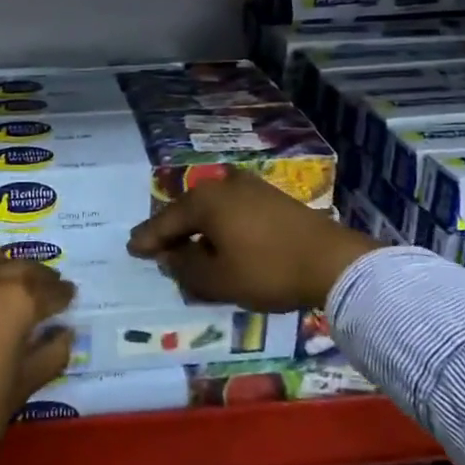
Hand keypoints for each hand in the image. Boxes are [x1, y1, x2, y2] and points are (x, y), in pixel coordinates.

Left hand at [0, 240, 75, 464]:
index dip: (63, 295)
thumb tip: (64, 332)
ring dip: (0, 262)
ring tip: (5, 280)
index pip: (49, 290)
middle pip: (19, 266)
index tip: (70, 297)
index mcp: (15, 301)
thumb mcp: (21, 390)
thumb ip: (49, 354)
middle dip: (37, 277)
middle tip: (45, 290)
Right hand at [127, 166, 378, 310]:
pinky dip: (218, 225)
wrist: (332, 261)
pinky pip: (230, 209)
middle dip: (171, 230)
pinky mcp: (270, 196)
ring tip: (185, 246)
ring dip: (196, 228)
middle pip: (187, 210)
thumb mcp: (218, 279)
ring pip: (210, 208)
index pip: (166, 221)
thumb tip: (170, 256)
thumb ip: (186, 268)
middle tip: (153, 247)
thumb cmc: (268, 270)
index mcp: (204, 200)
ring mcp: (249, 187)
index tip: (132, 249)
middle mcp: (222, 184)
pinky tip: (218, 240)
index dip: (148, 239)